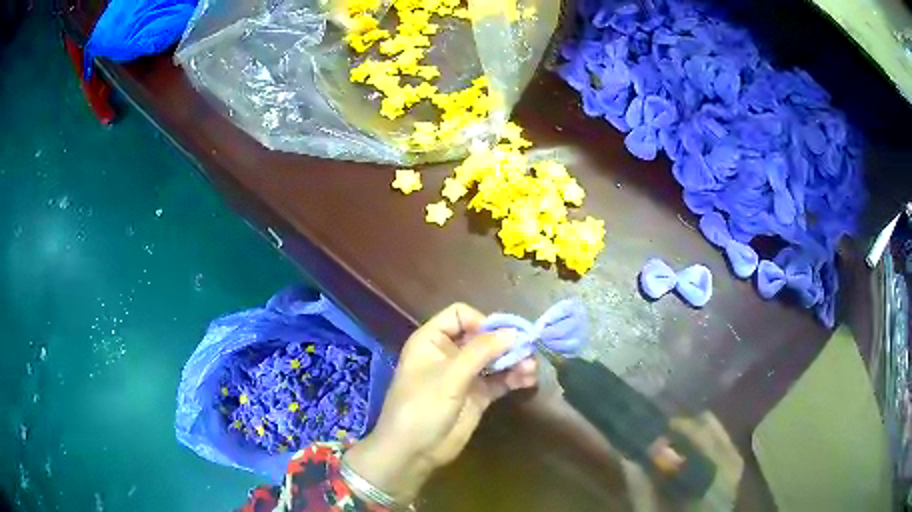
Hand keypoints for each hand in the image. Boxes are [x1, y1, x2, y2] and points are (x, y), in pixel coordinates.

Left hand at [344, 303, 537, 503]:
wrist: (413, 451)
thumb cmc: (422, 407)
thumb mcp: (449, 376)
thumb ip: (481, 351)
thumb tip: (513, 332)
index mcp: (432, 341)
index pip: (460, 315)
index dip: (482, 322)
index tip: (500, 337)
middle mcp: (449, 353)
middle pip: (482, 336)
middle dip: (505, 342)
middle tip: (528, 350)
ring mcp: (464, 375)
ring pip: (494, 359)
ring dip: (514, 360)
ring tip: (531, 368)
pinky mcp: (477, 395)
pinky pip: (499, 379)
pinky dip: (514, 377)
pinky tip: (528, 380)